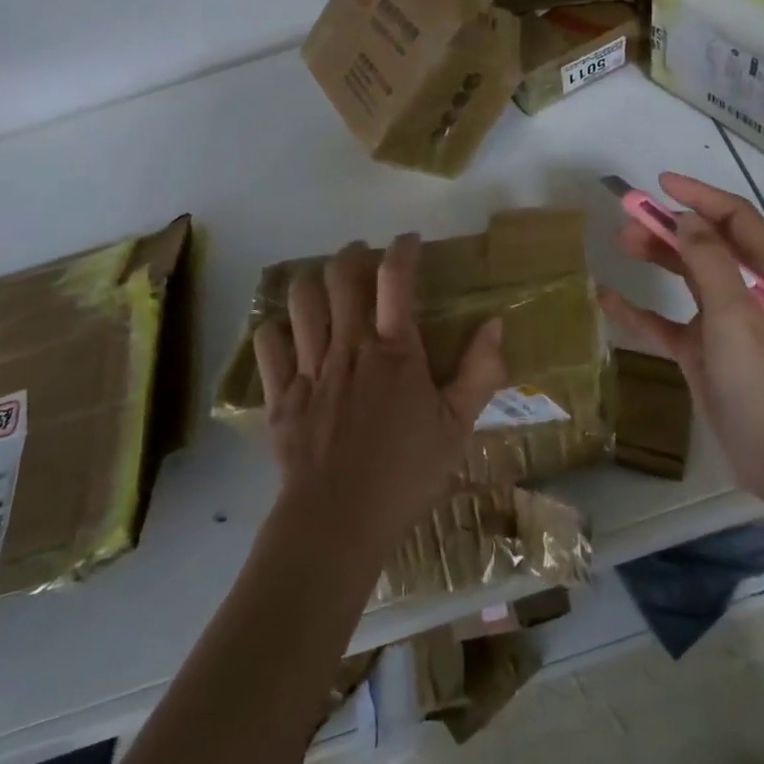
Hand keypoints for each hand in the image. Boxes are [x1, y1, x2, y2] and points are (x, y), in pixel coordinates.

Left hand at [253, 234, 509, 557]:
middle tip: (362, 255)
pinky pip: (268, 344)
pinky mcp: (280, 396)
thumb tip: (495, 325)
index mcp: (395, 351)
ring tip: (324, 284)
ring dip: (312, 282)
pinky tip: (287, 333)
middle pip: (340, 276)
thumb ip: (480, 373)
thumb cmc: (406, 474)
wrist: (337, 522)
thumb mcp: (458, 427)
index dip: (403, 249)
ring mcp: (309, 368)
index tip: (409, 241)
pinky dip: (276, 330)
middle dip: (352, 254)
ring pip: (301, 301)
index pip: (396, 279)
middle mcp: (349, 346)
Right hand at [597, 173, 763, 511]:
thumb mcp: (735, 313)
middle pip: (705, 244)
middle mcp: (744, 292)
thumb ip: (710, 261)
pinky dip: (638, 309)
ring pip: (685, 276)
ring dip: (656, 256)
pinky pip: (664, 321)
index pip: (734, 219)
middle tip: (629, 215)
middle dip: (670, 224)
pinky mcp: (700, 352)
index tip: (662, 182)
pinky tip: (607, 299)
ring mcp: (721, 323)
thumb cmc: (761, 379)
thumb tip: (686, 218)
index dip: (701, 196)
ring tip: (621, 242)